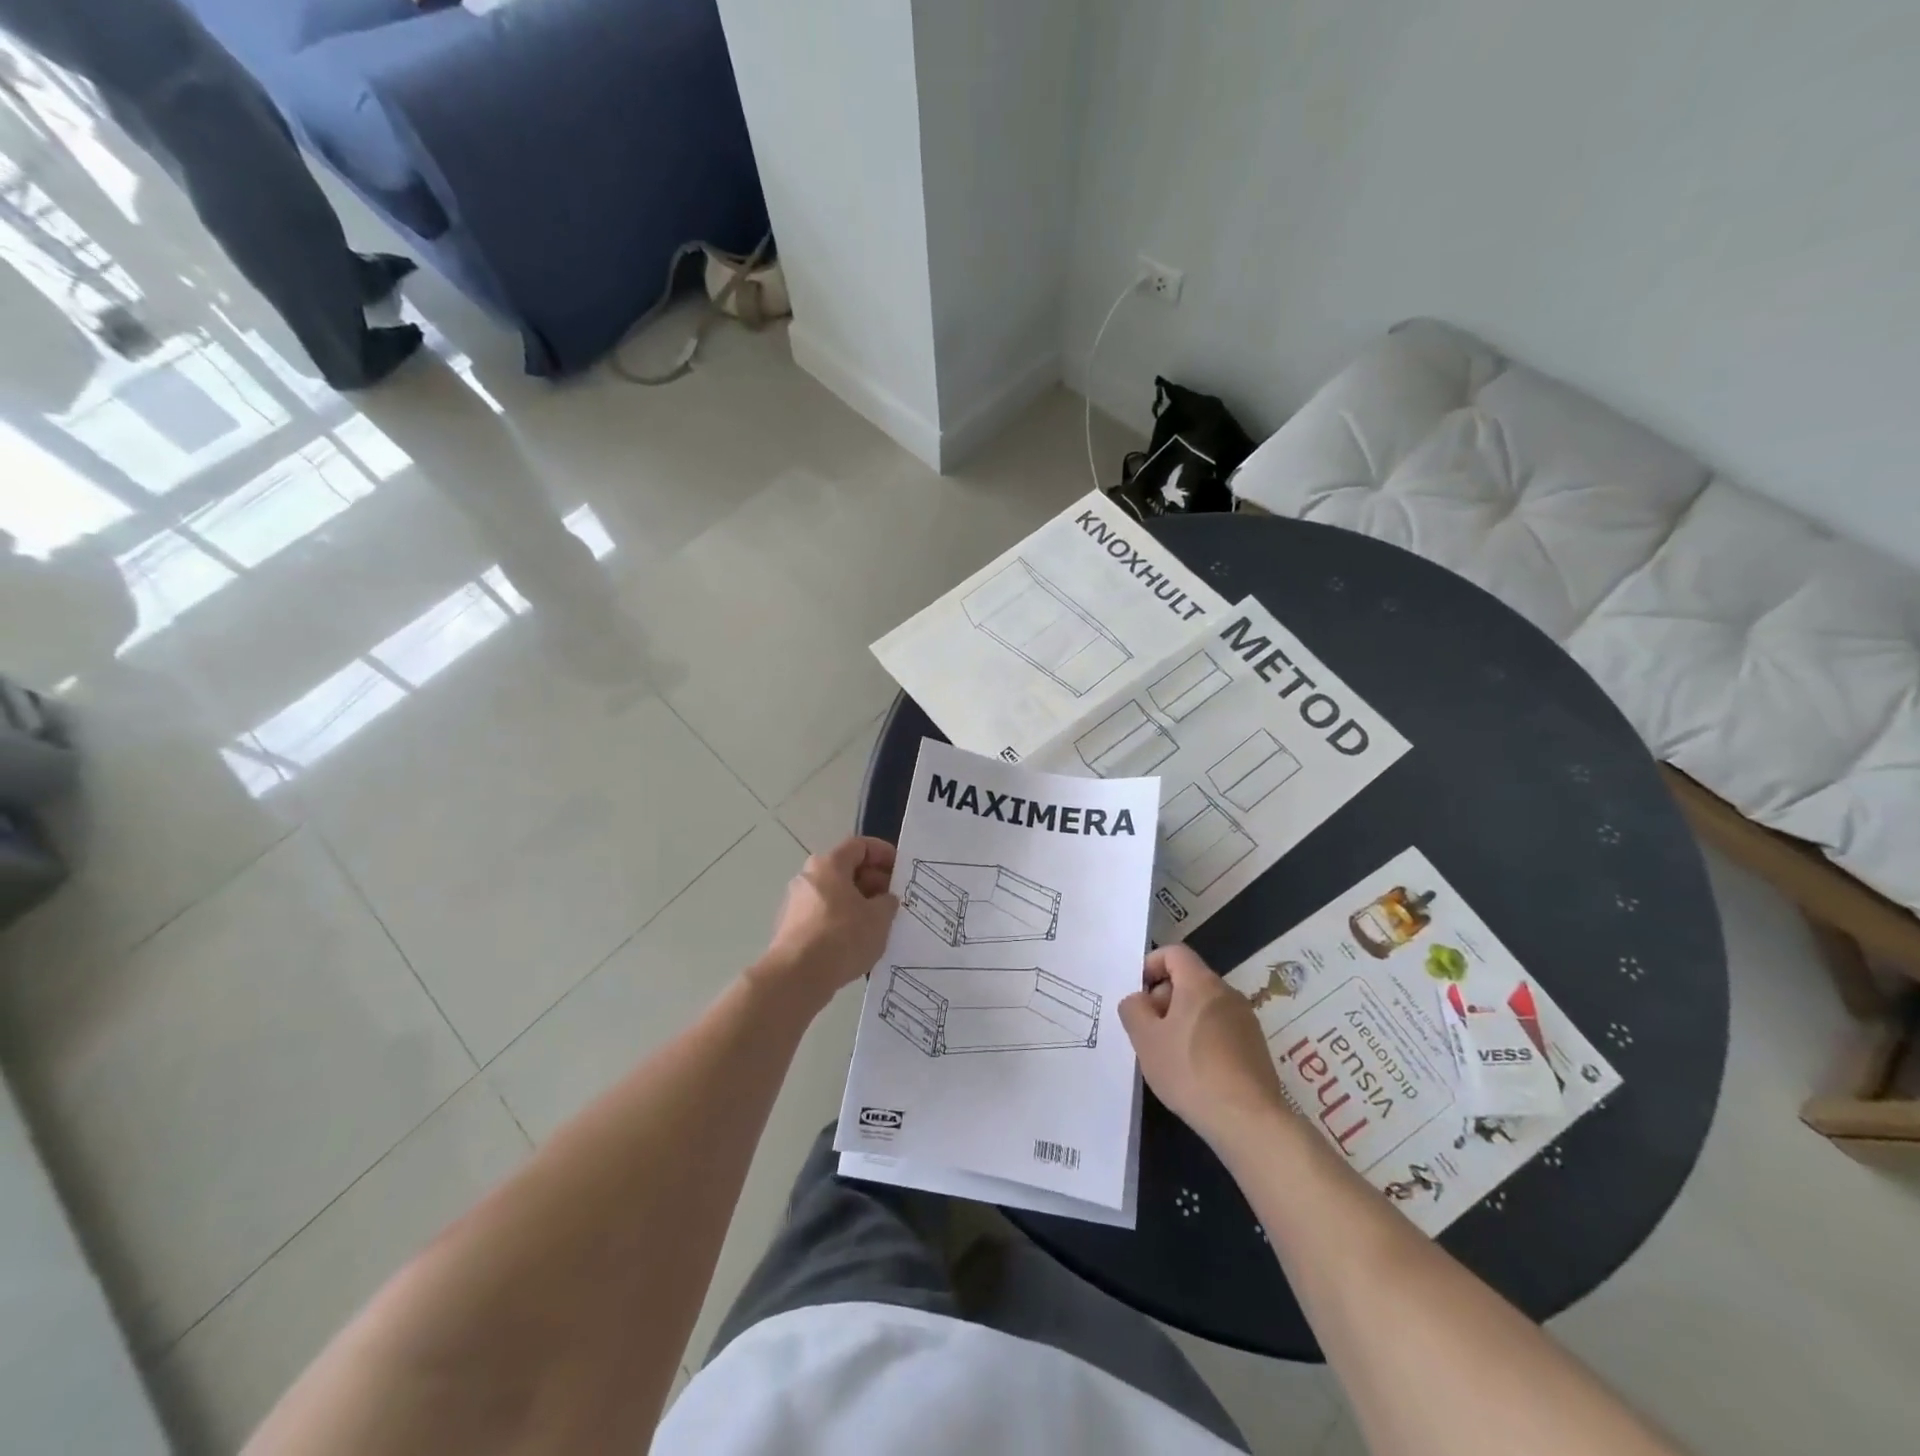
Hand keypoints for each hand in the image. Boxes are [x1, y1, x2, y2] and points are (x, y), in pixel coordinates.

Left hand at [755, 837, 898, 1008]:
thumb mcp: (879, 918)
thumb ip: (887, 902)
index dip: (884, 853)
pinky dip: (842, 920)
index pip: (860, 845)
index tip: (900, 871)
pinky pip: (824, 914)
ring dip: (858, 903)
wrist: (797, 976)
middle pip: (846, 869)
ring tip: (878, 924)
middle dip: (873, 881)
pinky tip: (856, 941)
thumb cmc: (842, 937)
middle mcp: (809, 876)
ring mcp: (796, 902)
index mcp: (829, 864)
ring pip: (835, 894)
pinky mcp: (791, 927)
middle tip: (892, 901)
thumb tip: (884, 900)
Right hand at [1119, 945, 1286, 1149]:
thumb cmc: (1190, 1071)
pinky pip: (1221, 1029)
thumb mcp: (1145, 1039)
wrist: (1248, 1120)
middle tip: (1149, 1031)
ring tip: (1170, 1055)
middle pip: (1189, 979)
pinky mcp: (1255, 1047)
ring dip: (1182, 1021)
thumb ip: (1133, 1009)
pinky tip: (1195, 1071)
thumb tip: (1139, 1000)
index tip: (1139, 995)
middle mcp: (1227, 993)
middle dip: (1164, 998)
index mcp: (1201, 983)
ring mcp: (1245, 1021)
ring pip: (1204, 1006)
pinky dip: (1202, 1038)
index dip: (1151, 965)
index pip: (1174, 953)